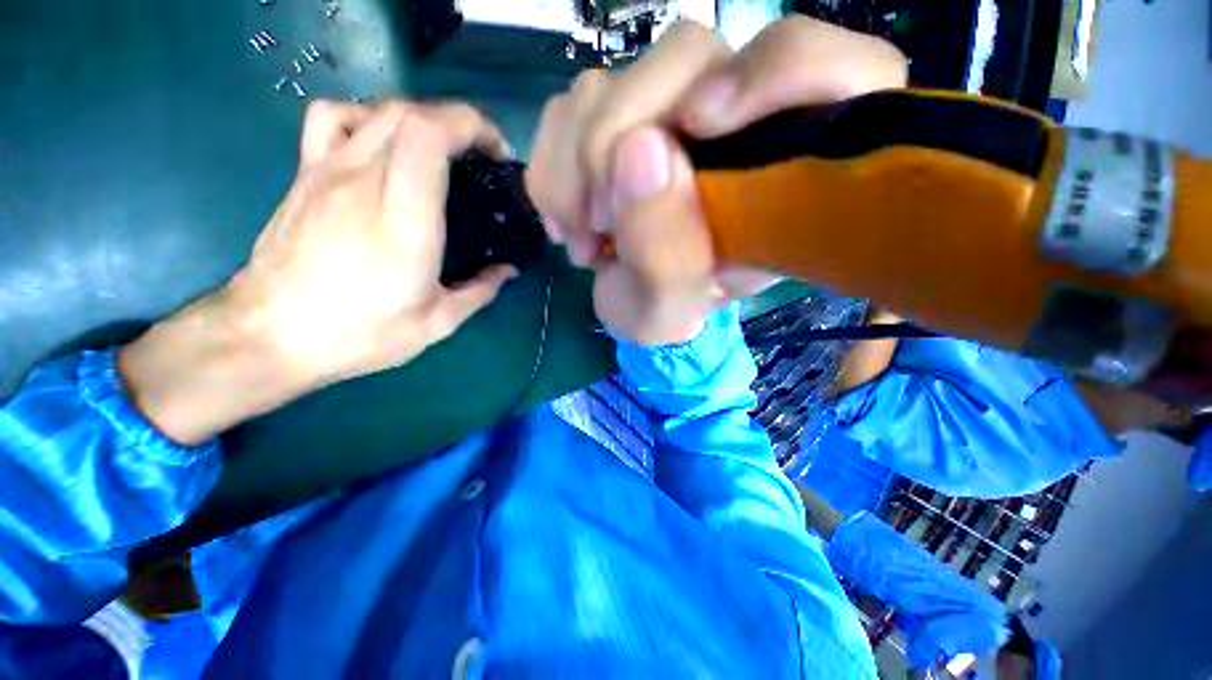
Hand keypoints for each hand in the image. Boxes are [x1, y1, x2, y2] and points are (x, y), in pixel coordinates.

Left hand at [121, 101, 515, 444]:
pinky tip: (379, 145)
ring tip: (440, 152)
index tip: (496, 154)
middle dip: (457, 122)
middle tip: (481, 158)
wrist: (270, 336)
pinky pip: (332, 118)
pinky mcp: (306, 176)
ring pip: (378, 110)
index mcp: (404, 219)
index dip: (470, 126)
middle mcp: (364, 181)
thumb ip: (480, 290)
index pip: (430, 134)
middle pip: (411, 113)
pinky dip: (365, 117)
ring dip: (421, 119)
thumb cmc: (360, 333)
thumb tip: (507, 271)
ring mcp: (328, 172)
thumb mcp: (437, 322)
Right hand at [527, 17, 905, 344]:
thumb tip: (639, 150)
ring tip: (587, 235)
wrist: (630, 299)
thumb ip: (667, 254)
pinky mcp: (617, 111)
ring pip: (608, 82)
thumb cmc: (665, 310)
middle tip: (601, 223)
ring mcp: (669, 107)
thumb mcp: (668, 310)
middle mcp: (734, 121)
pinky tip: (571, 219)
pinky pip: (566, 107)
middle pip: (686, 56)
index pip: (826, 70)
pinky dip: (552, 170)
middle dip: (613, 145)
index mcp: (783, 173)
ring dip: (574, 170)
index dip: (771, 74)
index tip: (697, 127)